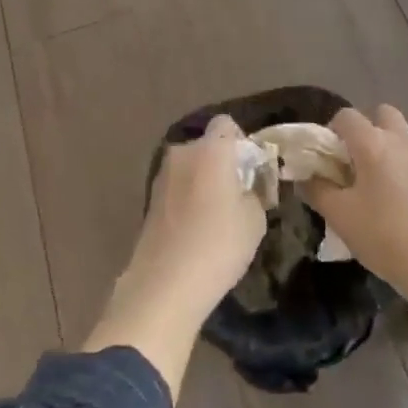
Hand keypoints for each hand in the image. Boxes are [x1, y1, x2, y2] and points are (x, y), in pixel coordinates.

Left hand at [83, 116, 264, 397]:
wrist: (166, 283)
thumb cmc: (218, 245)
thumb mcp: (255, 219)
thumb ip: (256, 191)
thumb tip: (250, 185)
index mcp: (211, 149)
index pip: (227, 124)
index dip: (242, 141)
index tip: (251, 170)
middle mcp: (183, 152)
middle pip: (208, 145)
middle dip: (224, 162)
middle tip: (238, 194)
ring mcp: (163, 174)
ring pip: (192, 166)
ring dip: (205, 180)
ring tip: (217, 215)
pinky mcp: (151, 197)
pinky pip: (178, 185)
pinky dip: (189, 196)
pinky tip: (197, 228)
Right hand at [304, 105, 407, 298]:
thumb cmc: (384, 236)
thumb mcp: (340, 216)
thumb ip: (317, 190)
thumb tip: (305, 177)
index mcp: (373, 143)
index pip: (346, 116)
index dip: (331, 131)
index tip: (327, 159)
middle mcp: (400, 140)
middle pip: (381, 114)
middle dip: (365, 129)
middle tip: (353, 161)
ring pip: (400, 134)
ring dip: (385, 145)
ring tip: (373, 181)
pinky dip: (400, 164)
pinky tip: (395, 199)